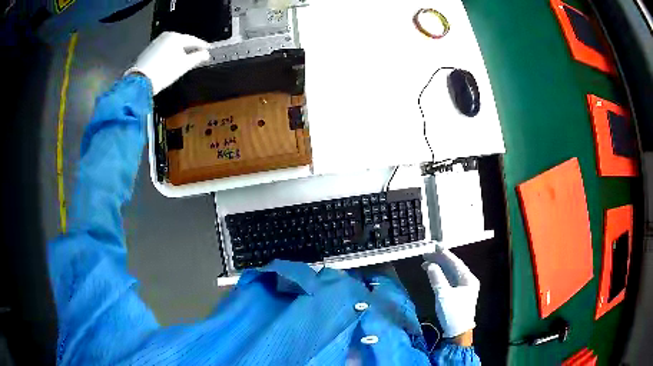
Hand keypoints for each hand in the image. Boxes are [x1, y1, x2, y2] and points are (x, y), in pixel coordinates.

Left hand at [126, 32, 210, 94]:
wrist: (140, 81)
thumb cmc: (164, 71)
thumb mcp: (184, 65)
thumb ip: (197, 58)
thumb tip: (206, 54)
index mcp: (176, 37)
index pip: (194, 40)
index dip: (202, 47)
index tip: (208, 52)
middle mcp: (166, 36)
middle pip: (182, 42)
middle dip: (190, 49)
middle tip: (197, 56)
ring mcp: (156, 43)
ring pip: (172, 46)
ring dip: (179, 53)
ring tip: (185, 61)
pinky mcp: (148, 51)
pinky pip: (164, 51)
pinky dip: (169, 55)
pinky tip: (171, 63)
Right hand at [422, 247, 479, 339]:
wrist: (458, 331)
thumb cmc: (453, 313)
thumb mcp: (443, 295)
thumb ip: (437, 278)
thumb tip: (430, 265)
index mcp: (468, 279)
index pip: (455, 263)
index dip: (444, 254)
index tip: (435, 246)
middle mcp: (468, 281)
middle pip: (453, 266)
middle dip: (440, 260)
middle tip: (426, 254)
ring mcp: (464, 287)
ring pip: (451, 273)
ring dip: (440, 267)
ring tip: (426, 262)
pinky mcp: (459, 293)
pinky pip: (450, 279)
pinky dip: (441, 275)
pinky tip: (433, 272)